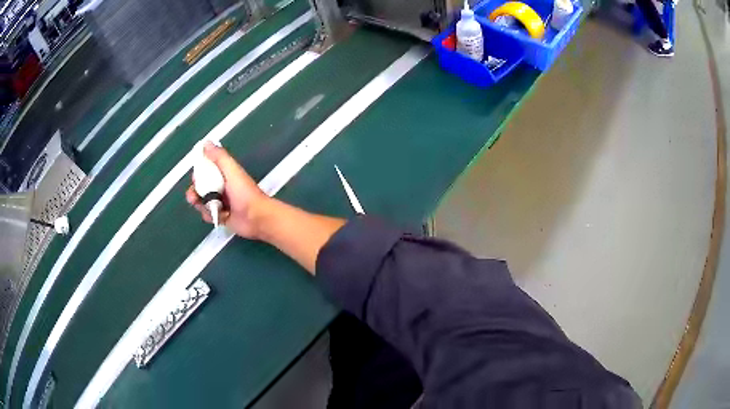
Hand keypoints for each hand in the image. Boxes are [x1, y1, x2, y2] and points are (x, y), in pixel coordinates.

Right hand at [186, 141, 269, 238]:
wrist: (256, 218)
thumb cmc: (245, 193)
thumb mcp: (232, 171)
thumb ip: (219, 157)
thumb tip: (207, 143)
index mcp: (225, 173)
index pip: (206, 169)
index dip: (199, 172)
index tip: (196, 176)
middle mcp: (222, 187)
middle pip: (201, 186)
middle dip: (195, 190)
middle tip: (195, 196)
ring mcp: (221, 202)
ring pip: (202, 201)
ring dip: (200, 204)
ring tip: (205, 207)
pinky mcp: (221, 216)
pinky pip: (208, 215)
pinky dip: (209, 215)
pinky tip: (217, 215)